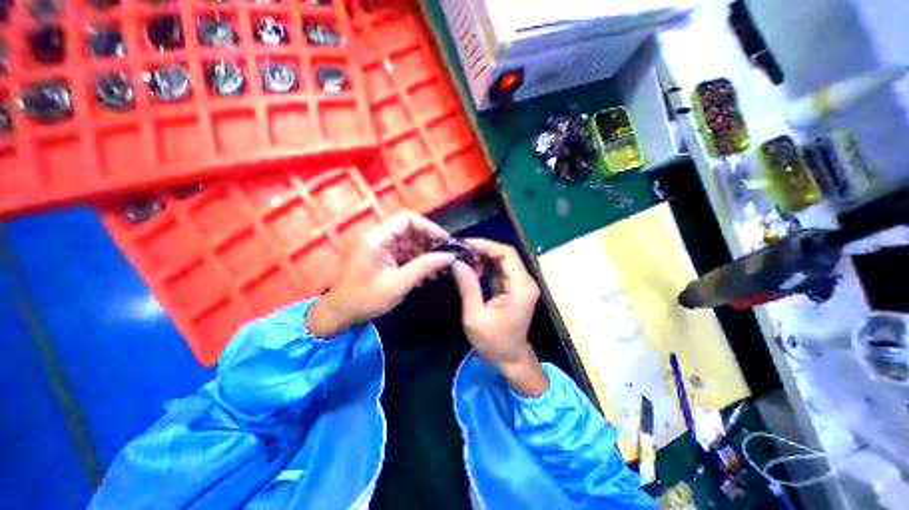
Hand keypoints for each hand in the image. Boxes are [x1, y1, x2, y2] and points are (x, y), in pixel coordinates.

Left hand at [307, 211, 454, 333]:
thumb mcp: (399, 283)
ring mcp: (380, 248)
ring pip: (409, 243)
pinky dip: (416, 263)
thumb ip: (424, 267)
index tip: (445, 242)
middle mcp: (378, 237)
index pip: (407, 219)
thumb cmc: (365, 299)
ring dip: (424, 255)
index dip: (428, 227)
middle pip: (410, 230)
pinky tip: (426, 277)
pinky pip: (404, 254)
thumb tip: (449, 256)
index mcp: (376, 237)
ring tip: (439, 270)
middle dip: (429, 243)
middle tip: (445, 257)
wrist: (340, 315)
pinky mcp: (382, 258)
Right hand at [448, 239, 546, 393]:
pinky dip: (486, 267)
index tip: (464, 245)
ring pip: (502, 261)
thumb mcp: (476, 316)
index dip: (486, 245)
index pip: (507, 254)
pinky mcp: (514, 289)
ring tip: (462, 256)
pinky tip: (471, 267)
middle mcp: (525, 282)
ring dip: (483, 257)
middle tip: (460, 249)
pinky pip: (500, 271)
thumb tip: (456, 262)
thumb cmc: (494, 342)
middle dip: (483, 249)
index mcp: (520, 287)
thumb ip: (468, 287)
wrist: (511, 359)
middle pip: (505, 255)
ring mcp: (521, 285)